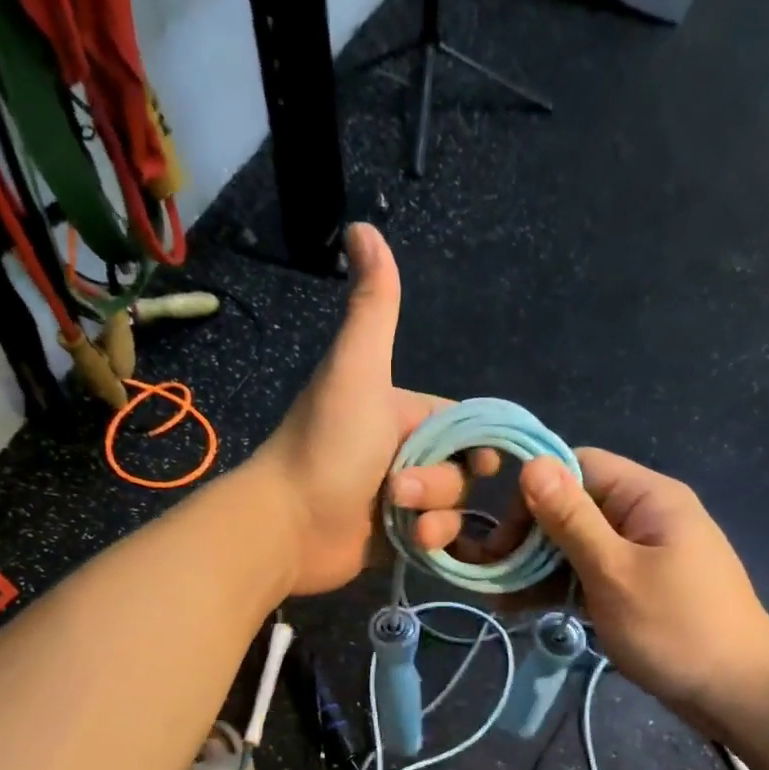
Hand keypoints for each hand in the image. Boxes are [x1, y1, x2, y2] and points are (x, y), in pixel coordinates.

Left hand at [249, 225, 496, 595]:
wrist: (287, 525)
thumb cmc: (327, 447)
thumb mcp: (357, 371)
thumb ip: (373, 307)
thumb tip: (364, 226)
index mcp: (398, 412)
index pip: (460, 424)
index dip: (476, 441)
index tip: (482, 459)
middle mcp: (400, 453)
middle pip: (459, 469)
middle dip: (442, 483)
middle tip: (400, 489)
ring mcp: (397, 501)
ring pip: (451, 506)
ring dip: (436, 515)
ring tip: (401, 520)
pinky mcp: (394, 539)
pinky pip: (436, 538)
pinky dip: (432, 541)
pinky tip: (415, 543)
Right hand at [514, 449, 768, 731]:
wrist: (738, 693)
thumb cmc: (676, 628)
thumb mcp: (615, 572)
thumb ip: (572, 519)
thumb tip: (532, 464)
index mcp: (647, 497)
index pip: (578, 466)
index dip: (535, 491)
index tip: (505, 535)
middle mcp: (642, 515)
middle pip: (573, 506)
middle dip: (529, 535)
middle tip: (494, 574)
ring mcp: (639, 553)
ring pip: (575, 544)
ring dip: (536, 566)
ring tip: (497, 596)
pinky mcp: (634, 586)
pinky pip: (588, 573)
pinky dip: (557, 586)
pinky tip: (520, 606)